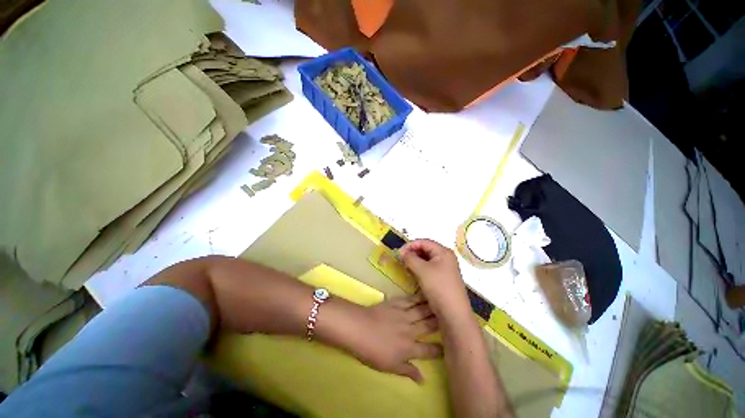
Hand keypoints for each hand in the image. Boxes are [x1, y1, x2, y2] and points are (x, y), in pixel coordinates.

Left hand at [345, 293, 441, 382]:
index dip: (439, 349)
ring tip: (442, 302)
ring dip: (432, 307)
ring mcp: (403, 315)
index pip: (428, 350)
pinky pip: (410, 300)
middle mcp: (410, 330)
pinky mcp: (396, 304)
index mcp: (409, 348)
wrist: (359, 328)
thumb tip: (423, 379)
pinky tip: (424, 293)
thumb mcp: (389, 367)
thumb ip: (407, 370)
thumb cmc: (372, 351)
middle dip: (440, 323)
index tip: (448, 347)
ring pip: (422, 311)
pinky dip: (418, 297)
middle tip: (451, 317)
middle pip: (429, 326)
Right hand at [399, 239, 471, 319]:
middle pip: (425, 249)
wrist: (453, 313)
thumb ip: (410, 258)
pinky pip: (429, 267)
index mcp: (443, 251)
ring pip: (426, 258)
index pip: (423, 241)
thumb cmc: (438, 287)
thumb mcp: (422, 270)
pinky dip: (420, 268)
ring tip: (405, 265)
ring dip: (415, 260)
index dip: (410, 245)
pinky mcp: (443, 277)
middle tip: (401, 259)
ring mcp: (445, 267)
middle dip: (412, 252)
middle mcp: (445, 257)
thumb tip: (401, 252)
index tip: (399, 252)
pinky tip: (413, 272)